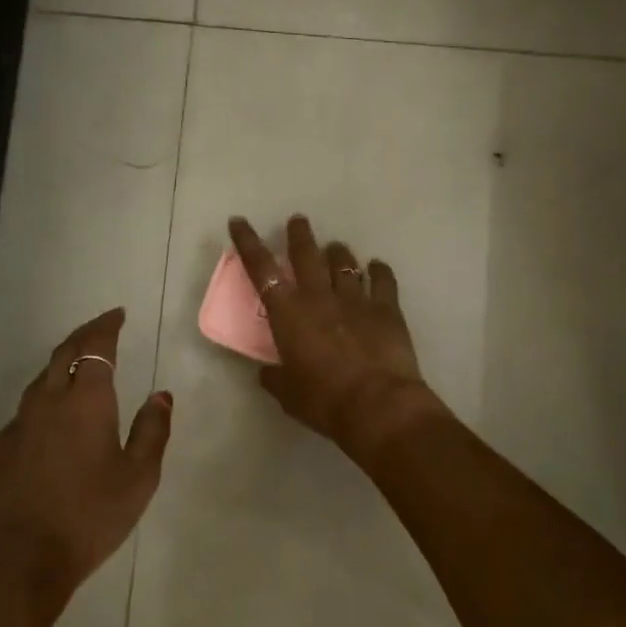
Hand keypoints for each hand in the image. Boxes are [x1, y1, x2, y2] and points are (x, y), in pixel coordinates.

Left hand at [0, 308, 172, 606]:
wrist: (17, 561)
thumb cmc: (88, 516)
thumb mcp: (138, 478)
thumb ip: (152, 431)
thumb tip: (161, 395)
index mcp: (86, 401)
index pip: (96, 347)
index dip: (107, 326)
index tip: (118, 314)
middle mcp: (49, 401)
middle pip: (64, 353)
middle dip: (84, 334)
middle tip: (102, 327)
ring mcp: (20, 424)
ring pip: (42, 378)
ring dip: (63, 362)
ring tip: (81, 365)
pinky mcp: (2, 449)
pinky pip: (28, 406)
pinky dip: (47, 393)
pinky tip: (54, 414)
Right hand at [227, 215, 447, 461]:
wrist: (378, 405)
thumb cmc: (325, 401)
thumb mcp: (289, 394)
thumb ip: (275, 378)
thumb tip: (266, 373)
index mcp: (288, 313)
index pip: (261, 269)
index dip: (248, 242)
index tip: (239, 221)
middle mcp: (319, 296)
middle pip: (306, 254)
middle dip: (299, 235)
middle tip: (298, 221)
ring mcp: (355, 298)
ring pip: (344, 262)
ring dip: (337, 252)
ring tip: (336, 247)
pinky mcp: (386, 307)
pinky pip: (382, 279)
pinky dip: (379, 270)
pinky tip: (377, 266)